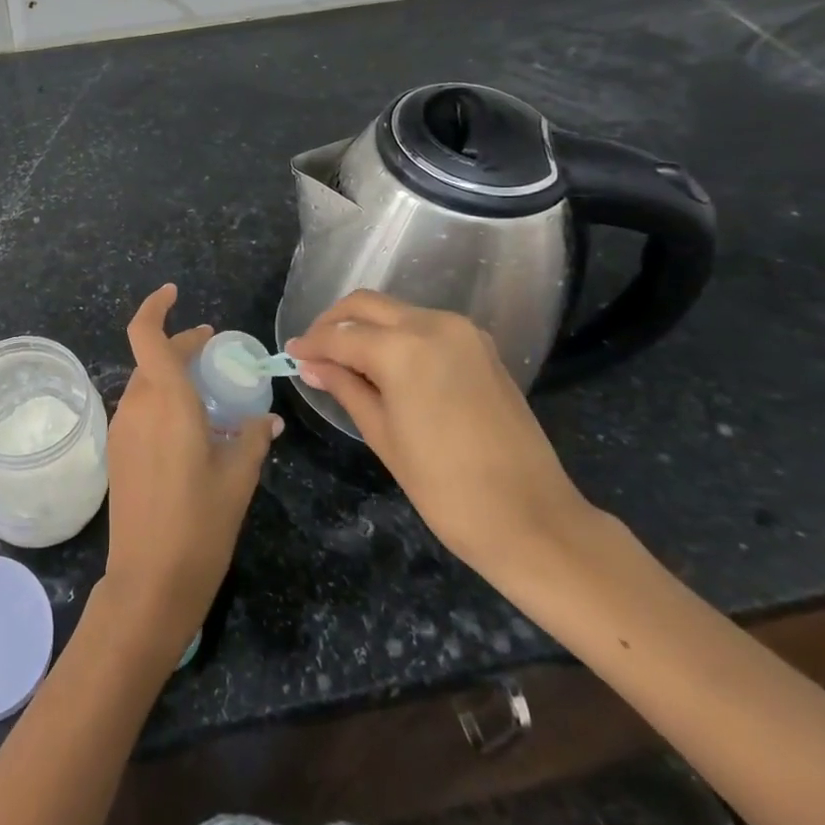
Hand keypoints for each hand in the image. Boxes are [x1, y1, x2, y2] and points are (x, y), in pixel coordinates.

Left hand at [101, 284, 280, 668]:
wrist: (148, 582)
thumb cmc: (200, 526)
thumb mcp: (238, 479)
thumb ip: (253, 438)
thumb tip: (267, 419)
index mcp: (166, 401)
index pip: (146, 334)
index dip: (155, 307)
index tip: (174, 294)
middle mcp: (136, 406)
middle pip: (151, 358)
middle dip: (180, 346)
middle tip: (213, 351)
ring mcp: (122, 430)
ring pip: (145, 385)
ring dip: (171, 376)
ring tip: (209, 392)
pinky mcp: (117, 452)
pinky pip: (140, 411)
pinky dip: (162, 403)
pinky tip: (190, 428)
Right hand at [286, 290, 593, 581]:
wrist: (533, 519)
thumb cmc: (445, 487)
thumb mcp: (382, 435)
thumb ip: (345, 388)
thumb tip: (310, 364)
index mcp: (403, 348)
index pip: (341, 336)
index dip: (311, 344)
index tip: (291, 354)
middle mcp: (433, 324)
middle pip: (366, 305)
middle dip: (334, 323)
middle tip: (313, 351)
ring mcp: (463, 332)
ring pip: (396, 311)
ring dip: (365, 326)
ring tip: (345, 359)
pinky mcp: (481, 346)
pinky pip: (425, 325)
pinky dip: (397, 334)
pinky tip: (384, 363)